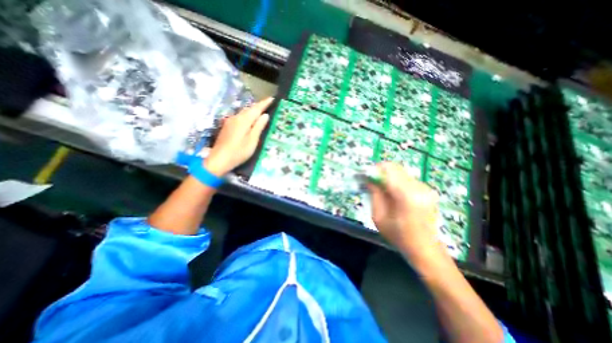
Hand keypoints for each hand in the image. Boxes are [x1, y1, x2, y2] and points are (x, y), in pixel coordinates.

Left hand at [205, 96, 272, 175]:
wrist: (219, 160)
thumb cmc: (239, 152)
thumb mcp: (252, 140)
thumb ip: (259, 126)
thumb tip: (265, 115)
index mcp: (243, 120)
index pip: (256, 108)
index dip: (264, 103)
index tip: (272, 98)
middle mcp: (236, 117)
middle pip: (249, 109)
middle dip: (259, 105)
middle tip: (268, 104)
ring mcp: (230, 122)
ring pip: (244, 112)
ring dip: (253, 110)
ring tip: (261, 111)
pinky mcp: (227, 127)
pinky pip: (240, 117)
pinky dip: (247, 116)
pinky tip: (250, 120)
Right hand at [365, 162, 442, 261]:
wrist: (425, 249)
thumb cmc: (398, 236)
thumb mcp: (379, 217)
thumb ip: (374, 194)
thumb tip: (368, 179)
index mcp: (405, 195)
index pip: (387, 169)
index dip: (373, 169)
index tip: (363, 176)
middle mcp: (418, 187)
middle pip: (394, 167)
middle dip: (379, 171)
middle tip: (369, 181)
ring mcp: (424, 188)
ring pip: (400, 171)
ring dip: (387, 176)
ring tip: (379, 187)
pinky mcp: (426, 190)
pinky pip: (406, 177)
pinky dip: (395, 180)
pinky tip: (391, 192)